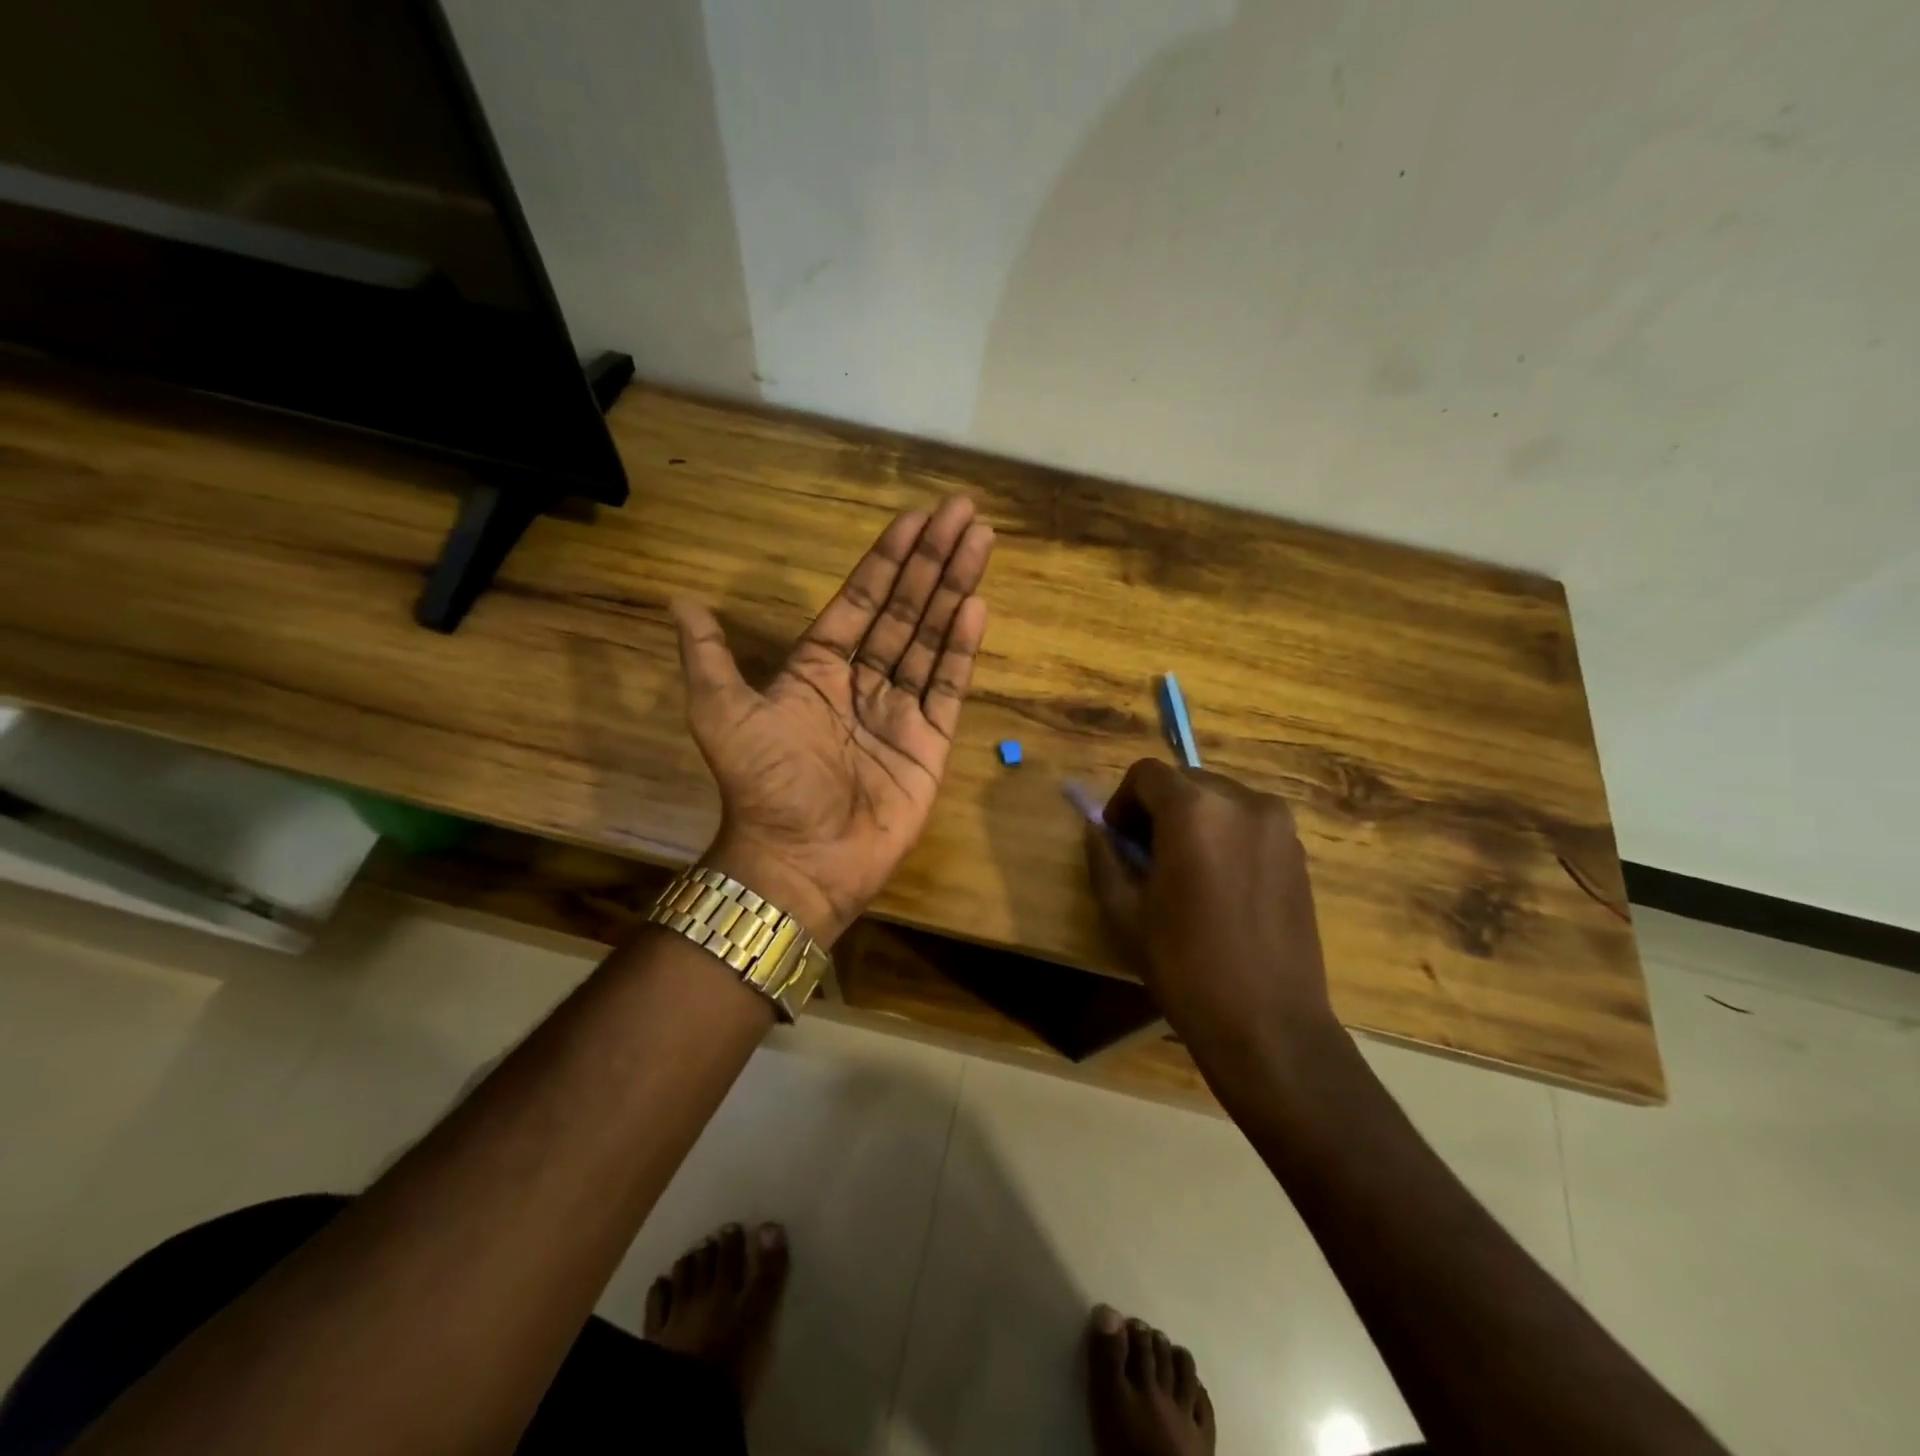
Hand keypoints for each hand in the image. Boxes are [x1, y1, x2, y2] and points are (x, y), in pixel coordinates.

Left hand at [672, 496, 994, 944]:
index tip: (916, 520)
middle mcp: (862, 682)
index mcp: (817, 669)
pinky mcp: (929, 743)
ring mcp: (900, 711)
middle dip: (932, 561)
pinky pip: (948, 686)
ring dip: (954, 591)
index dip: (887, 560)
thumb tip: (680, 601)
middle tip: (963, 513)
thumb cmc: (765, 785)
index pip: (860, 601)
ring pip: (930, 639)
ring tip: (979, 544)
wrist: (800, 861)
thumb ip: (709, 655)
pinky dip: (962, 648)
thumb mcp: (722, 712)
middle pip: (903, 610)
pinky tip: (976, 606)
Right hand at [1084, 759, 1339, 1061]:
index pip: (1146, 774)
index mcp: (1195, 810)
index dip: (1123, 801)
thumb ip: (1104, 858)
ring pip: (1218, 799)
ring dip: (1192, 820)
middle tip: (1145, 856)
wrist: (1269, 1023)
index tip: (1118, 840)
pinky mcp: (1298, 850)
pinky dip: (1224, 835)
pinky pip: (1247, 822)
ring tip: (1185, 872)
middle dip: (1157, 808)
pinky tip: (1219, 885)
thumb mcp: (1125, 914)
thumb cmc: (1186, 967)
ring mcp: (1278, 825)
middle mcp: (1242, 802)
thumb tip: (1098, 831)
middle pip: (1185, 781)